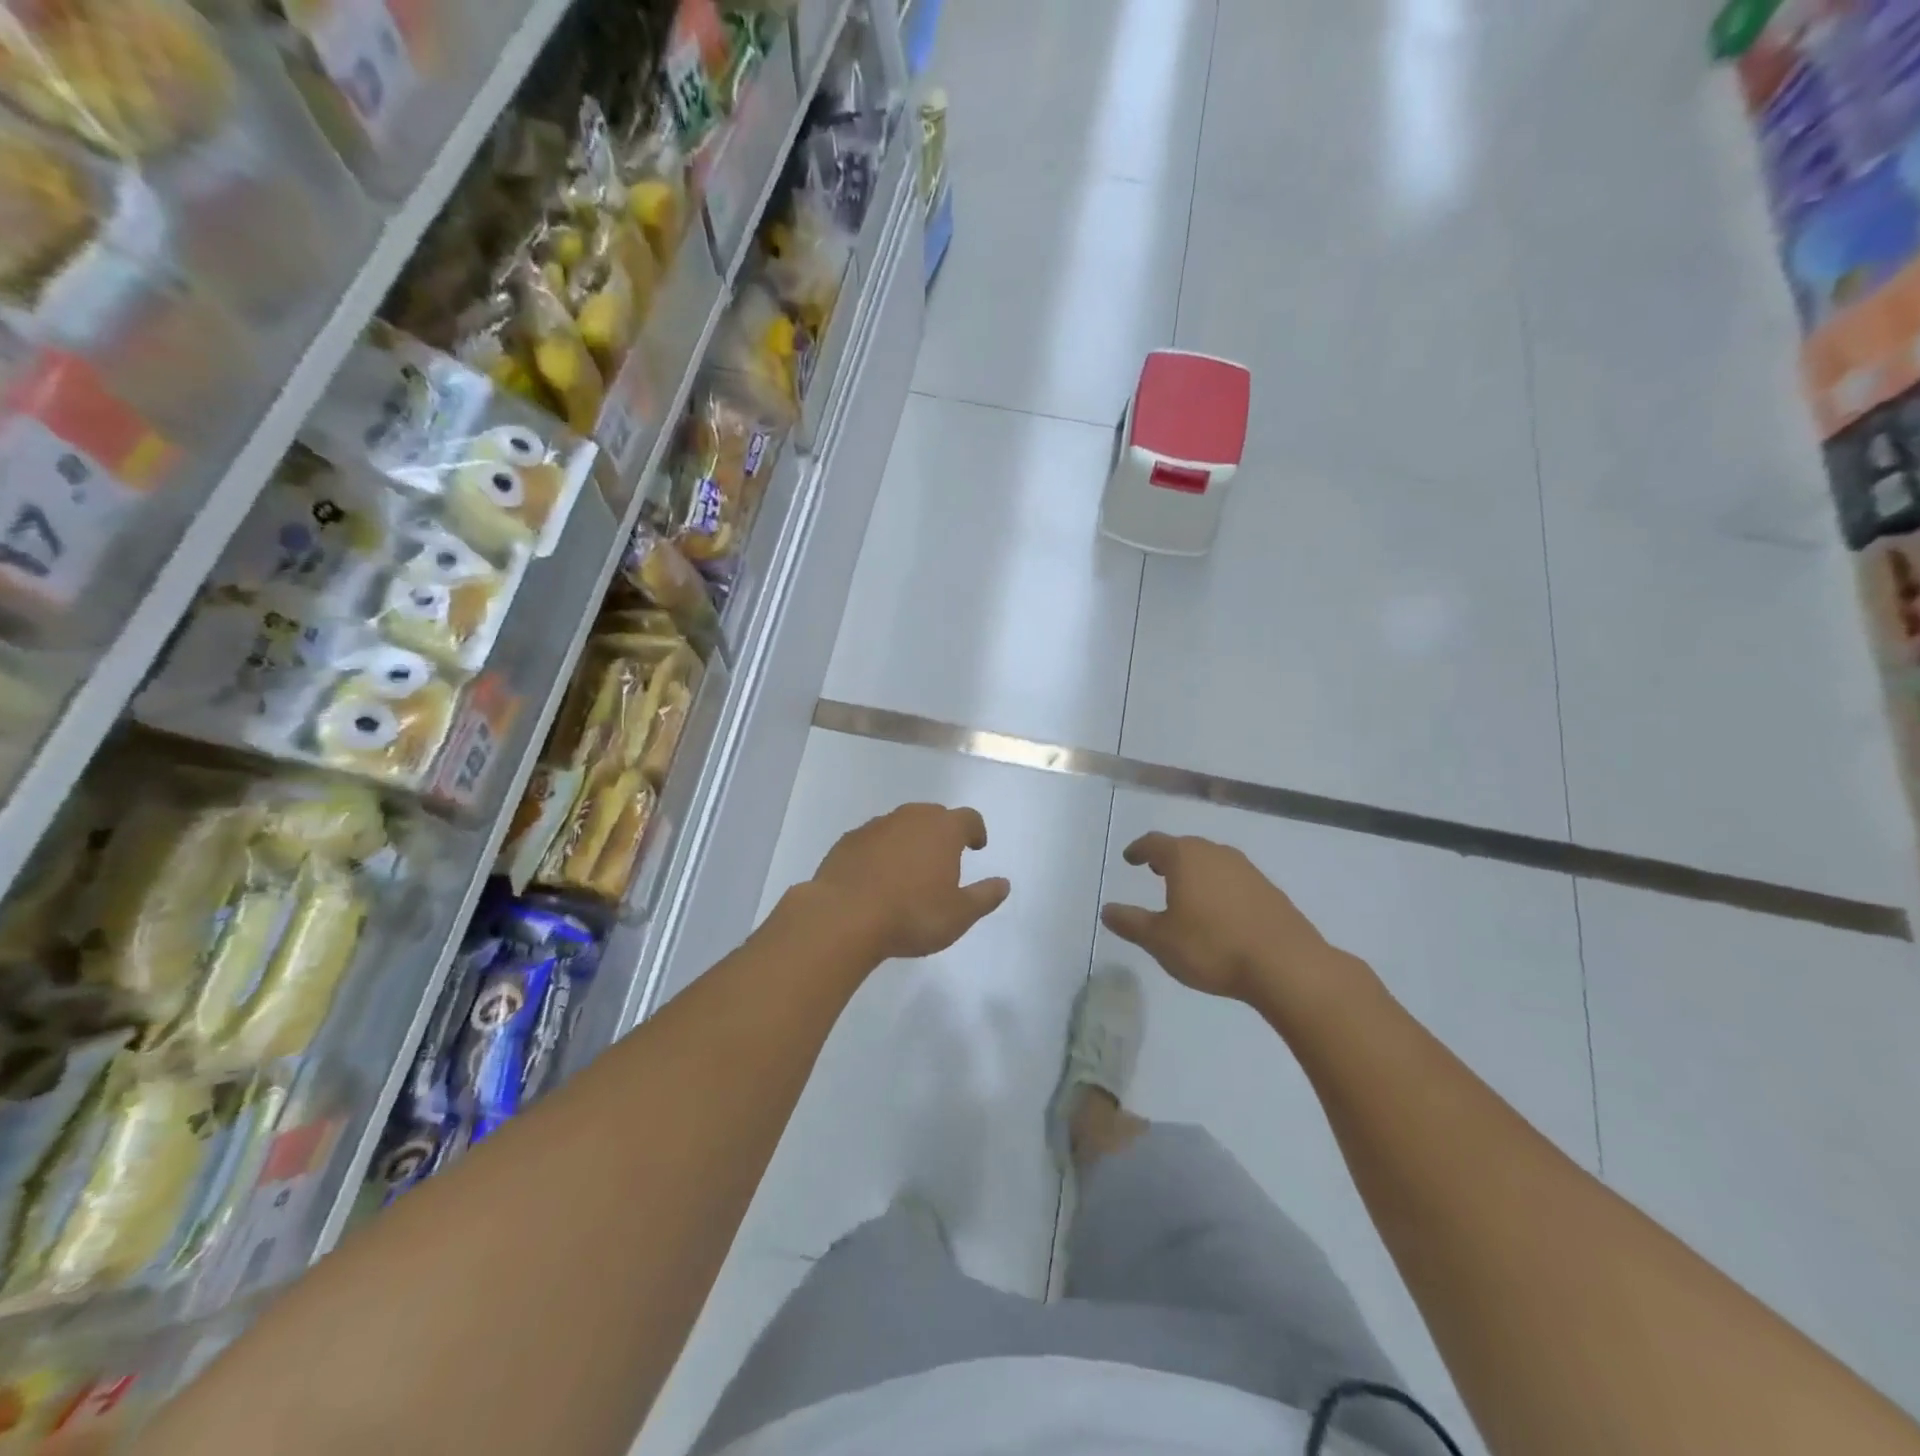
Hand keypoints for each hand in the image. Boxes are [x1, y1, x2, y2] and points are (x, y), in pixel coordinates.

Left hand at [810, 803, 1010, 961]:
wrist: (843, 917)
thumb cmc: (911, 915)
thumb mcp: (959, 915)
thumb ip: (984, 897)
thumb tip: (1003, 883)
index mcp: (943, 830)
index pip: (968, 818)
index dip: (975, 830)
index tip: (976, 846)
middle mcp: (910, 818)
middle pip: (933, 815)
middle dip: (942, 831)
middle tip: (944, 856)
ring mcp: (875, 826)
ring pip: (900, 824)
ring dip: (909, 839)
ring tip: (910, 868)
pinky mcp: (848, 841)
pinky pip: (873, 839)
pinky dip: (881, 851)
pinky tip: (877, 876)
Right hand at [1100, 833, 1342, 1006]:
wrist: (1286, 965)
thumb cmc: (1212, 947)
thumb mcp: (1160, 940)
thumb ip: (1131, 922)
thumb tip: (1107, 910)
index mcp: (1185, 858)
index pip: (1154, 843)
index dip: (1139, 849)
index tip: (1130, 858)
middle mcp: (1216, 854)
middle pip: (1185, 847)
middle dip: (1167, 857)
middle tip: (1154, 871)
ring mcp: (1247, 870)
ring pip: (1212, 861)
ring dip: (1195, 871)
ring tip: (1185, 891)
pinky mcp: (1269, 890)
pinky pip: (1234, 879)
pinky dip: (1219, 886)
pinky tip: (1219, 911)